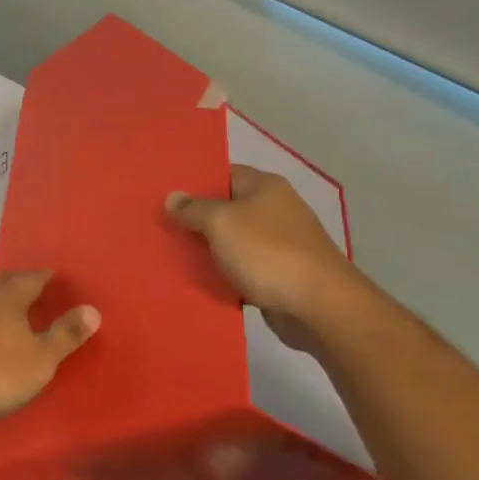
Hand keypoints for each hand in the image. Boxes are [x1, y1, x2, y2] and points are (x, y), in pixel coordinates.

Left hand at [0, 270, 99, 419]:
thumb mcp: (40, 359)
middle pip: (5, 280)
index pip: (34, 277)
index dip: (48, 276)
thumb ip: (66, 334)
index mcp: (9, 295)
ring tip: (12, 311)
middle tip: (36, 287)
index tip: (59, 278)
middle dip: (21, 281)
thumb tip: (93, 309)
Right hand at [167, 165, 361, 349]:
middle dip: (196, 219)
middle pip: (227, 209)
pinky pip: (242, 270)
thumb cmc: (267, 252)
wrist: (318, 306)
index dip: (195, 182)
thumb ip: (194, 209)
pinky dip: (224, 275)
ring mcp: (280, 244)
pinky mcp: (279, 275)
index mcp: (265, 187)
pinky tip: (197, 282)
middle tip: (160, 226)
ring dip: (208, 250)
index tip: (165, 193)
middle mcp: (275, 210)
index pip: (224, 173)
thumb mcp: (221, 222)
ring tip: (170, 254)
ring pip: (233, 242)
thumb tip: (172, 197)